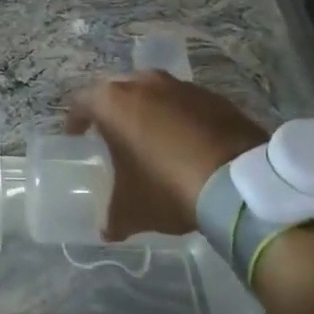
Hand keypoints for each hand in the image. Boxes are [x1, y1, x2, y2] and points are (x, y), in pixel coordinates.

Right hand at [65, 73, 267, 239]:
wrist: (238, 183)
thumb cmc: (168, 187)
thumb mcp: (132, 210)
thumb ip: (113, 217)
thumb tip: (107, 230)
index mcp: (114, 103)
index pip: (82, 102)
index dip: (75, 120)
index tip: (76, 136)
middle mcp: (145, 83)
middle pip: (118, 90)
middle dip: (112, 109)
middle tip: (111, 134)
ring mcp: (182, 86)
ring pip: (154, 91)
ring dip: (148, 110)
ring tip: (149, 136)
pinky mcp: (214, 97)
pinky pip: (185, 102)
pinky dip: (179, 117)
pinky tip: (185, 143)